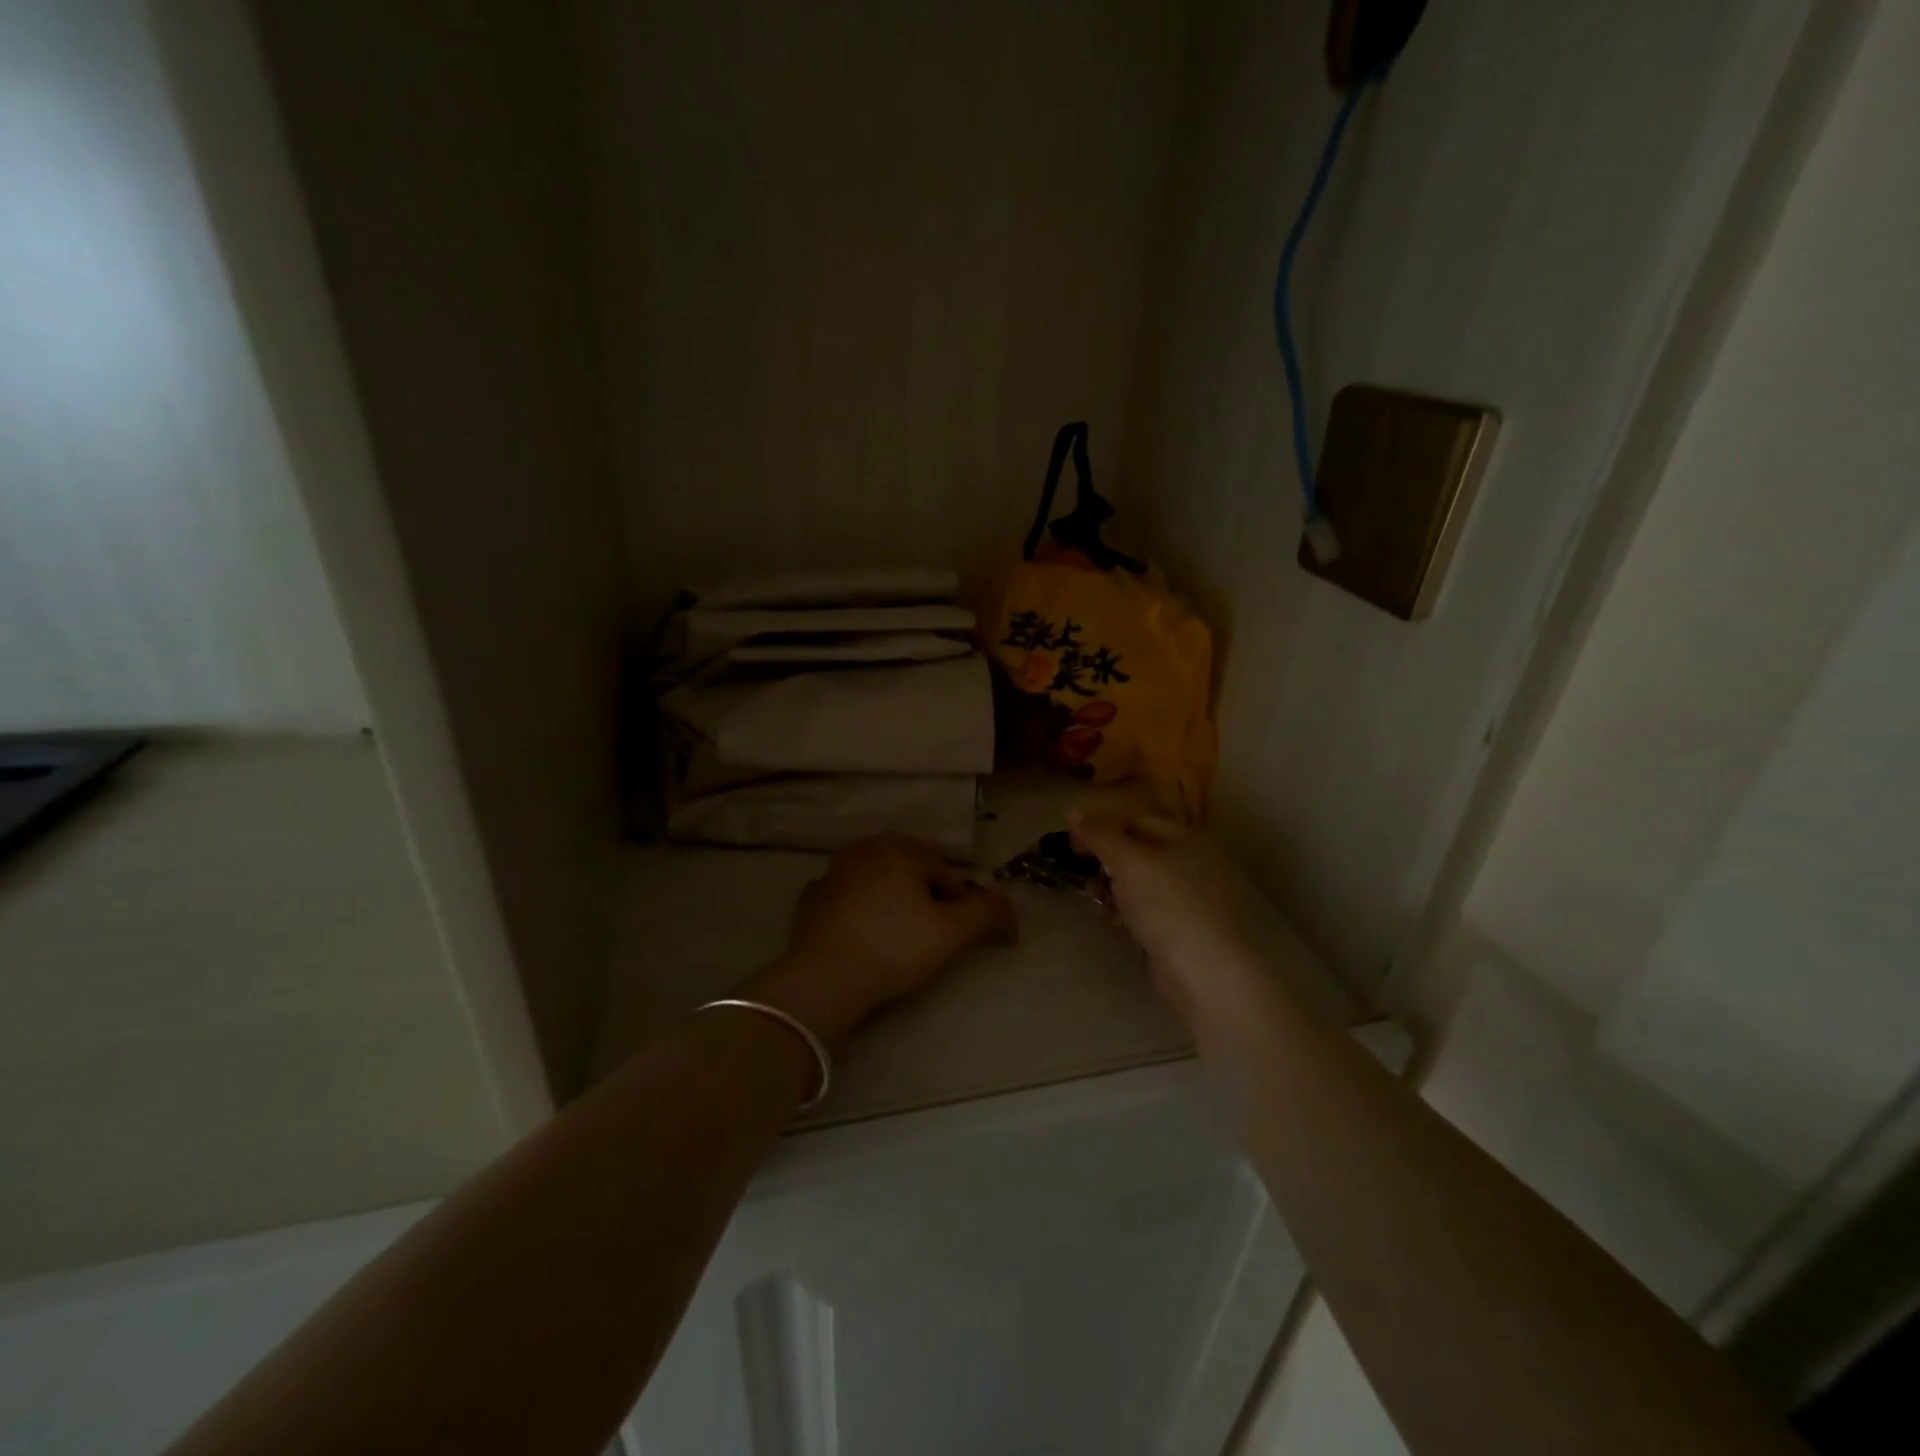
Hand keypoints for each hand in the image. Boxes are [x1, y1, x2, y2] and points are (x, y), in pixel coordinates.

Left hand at [747, 836, 1015, 1049]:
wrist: (824, 977)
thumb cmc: (894, 947)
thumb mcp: (952, 933)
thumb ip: (987, 914)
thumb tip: (1012, 904)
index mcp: (901, 851)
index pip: (945, 871)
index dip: (961, 901)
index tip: (963, 932)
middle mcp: (866, 851)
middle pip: (909, 869)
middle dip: (925, 893)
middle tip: (933, 931)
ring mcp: (833, 873)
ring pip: (875, 880)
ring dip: (890, 897)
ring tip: (898, 933)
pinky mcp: (811, 900)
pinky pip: (844, 898)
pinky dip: (856, 909)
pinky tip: (860, 932)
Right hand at [1068, 806, 1253, 1020]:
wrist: (1205, 971)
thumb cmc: (1167, 905)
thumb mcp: (1129, 861)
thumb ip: (1100, 834)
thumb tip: (1074, 811)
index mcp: (1185, 838)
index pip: (1135, 820)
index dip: (1101, 826)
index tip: (1071, 843)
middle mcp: (1190, 862)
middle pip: (1136, 851)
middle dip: (1105, 862)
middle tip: (1086, 876)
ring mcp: (1188, 898)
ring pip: (1138, 883)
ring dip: (1113, 889)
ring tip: (1100, 903)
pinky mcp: (1181, 928)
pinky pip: (1146, 910)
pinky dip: (1127, 913)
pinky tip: (1117, 926)